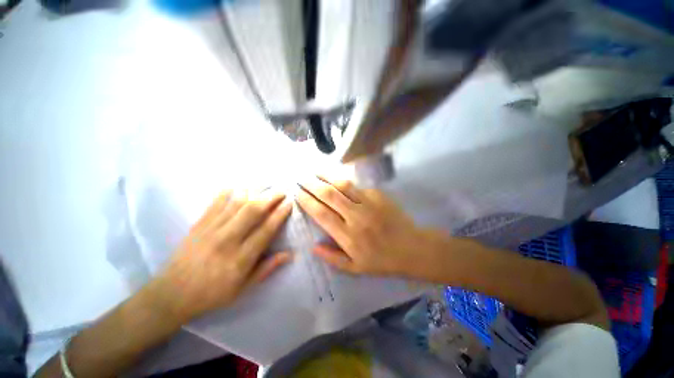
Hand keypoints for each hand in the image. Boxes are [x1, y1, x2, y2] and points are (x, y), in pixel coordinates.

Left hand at [151, 189, 292, 322]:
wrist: (172, 294)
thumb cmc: (213, 293)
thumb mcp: (243, 288)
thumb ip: (266, 269)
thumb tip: (289, 254)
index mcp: (240, 258)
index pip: (265, 230)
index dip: (279, 215)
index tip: (289, 204)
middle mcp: (227, 240)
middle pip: (252, 212)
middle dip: (270, 198)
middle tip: (282, 192)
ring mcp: (211, 230)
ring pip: (236, 204)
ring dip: (254, 192)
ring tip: (266, 185)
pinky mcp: (198, 225)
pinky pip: (214, 204)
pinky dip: (226, 193)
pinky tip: (236, 187)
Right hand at [296, 177, 441, 276]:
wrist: (412, 248)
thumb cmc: (382, 261)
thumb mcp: (355, 268)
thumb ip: (332, 258)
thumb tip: (313, 247)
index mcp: (348, 236)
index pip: (321, 214)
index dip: (307, 202)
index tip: (297, 194)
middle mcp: (356, 216)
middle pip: (329, 195)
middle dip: (312, 185)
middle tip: (301, 178)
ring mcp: (369, 203)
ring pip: (343, 185)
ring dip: (327, 176)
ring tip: (315, 171)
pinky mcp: (379, 195)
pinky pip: (357, 186)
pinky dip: (345, 181)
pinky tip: (337, 178)